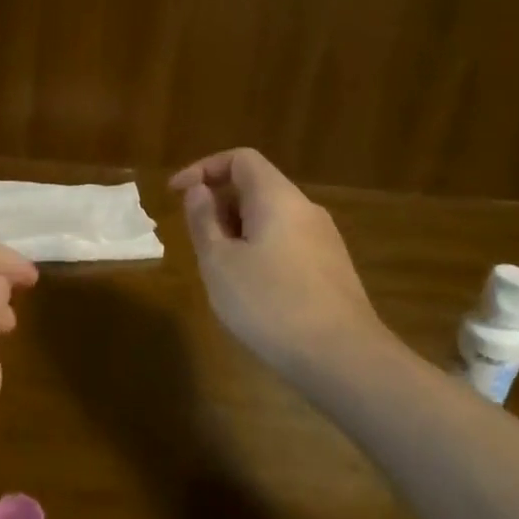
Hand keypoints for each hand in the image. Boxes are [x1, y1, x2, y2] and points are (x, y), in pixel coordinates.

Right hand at [171, 148, 395, 381]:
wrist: (342, 359)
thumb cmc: (269, 303)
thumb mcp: (219, 262)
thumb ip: (204, 220)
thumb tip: (199, 191)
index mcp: (278, 198)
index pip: (240, 159)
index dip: (203, 168)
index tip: (176, 194)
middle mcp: (305, 210)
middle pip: (256, 187)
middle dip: (219, 205)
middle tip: (196, 240)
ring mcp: (324, 240)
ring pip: (271, 218)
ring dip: (237, 231)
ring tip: (219, 269)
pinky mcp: (331, 269)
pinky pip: (286, 243)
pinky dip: (259, 250)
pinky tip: (251, 291)